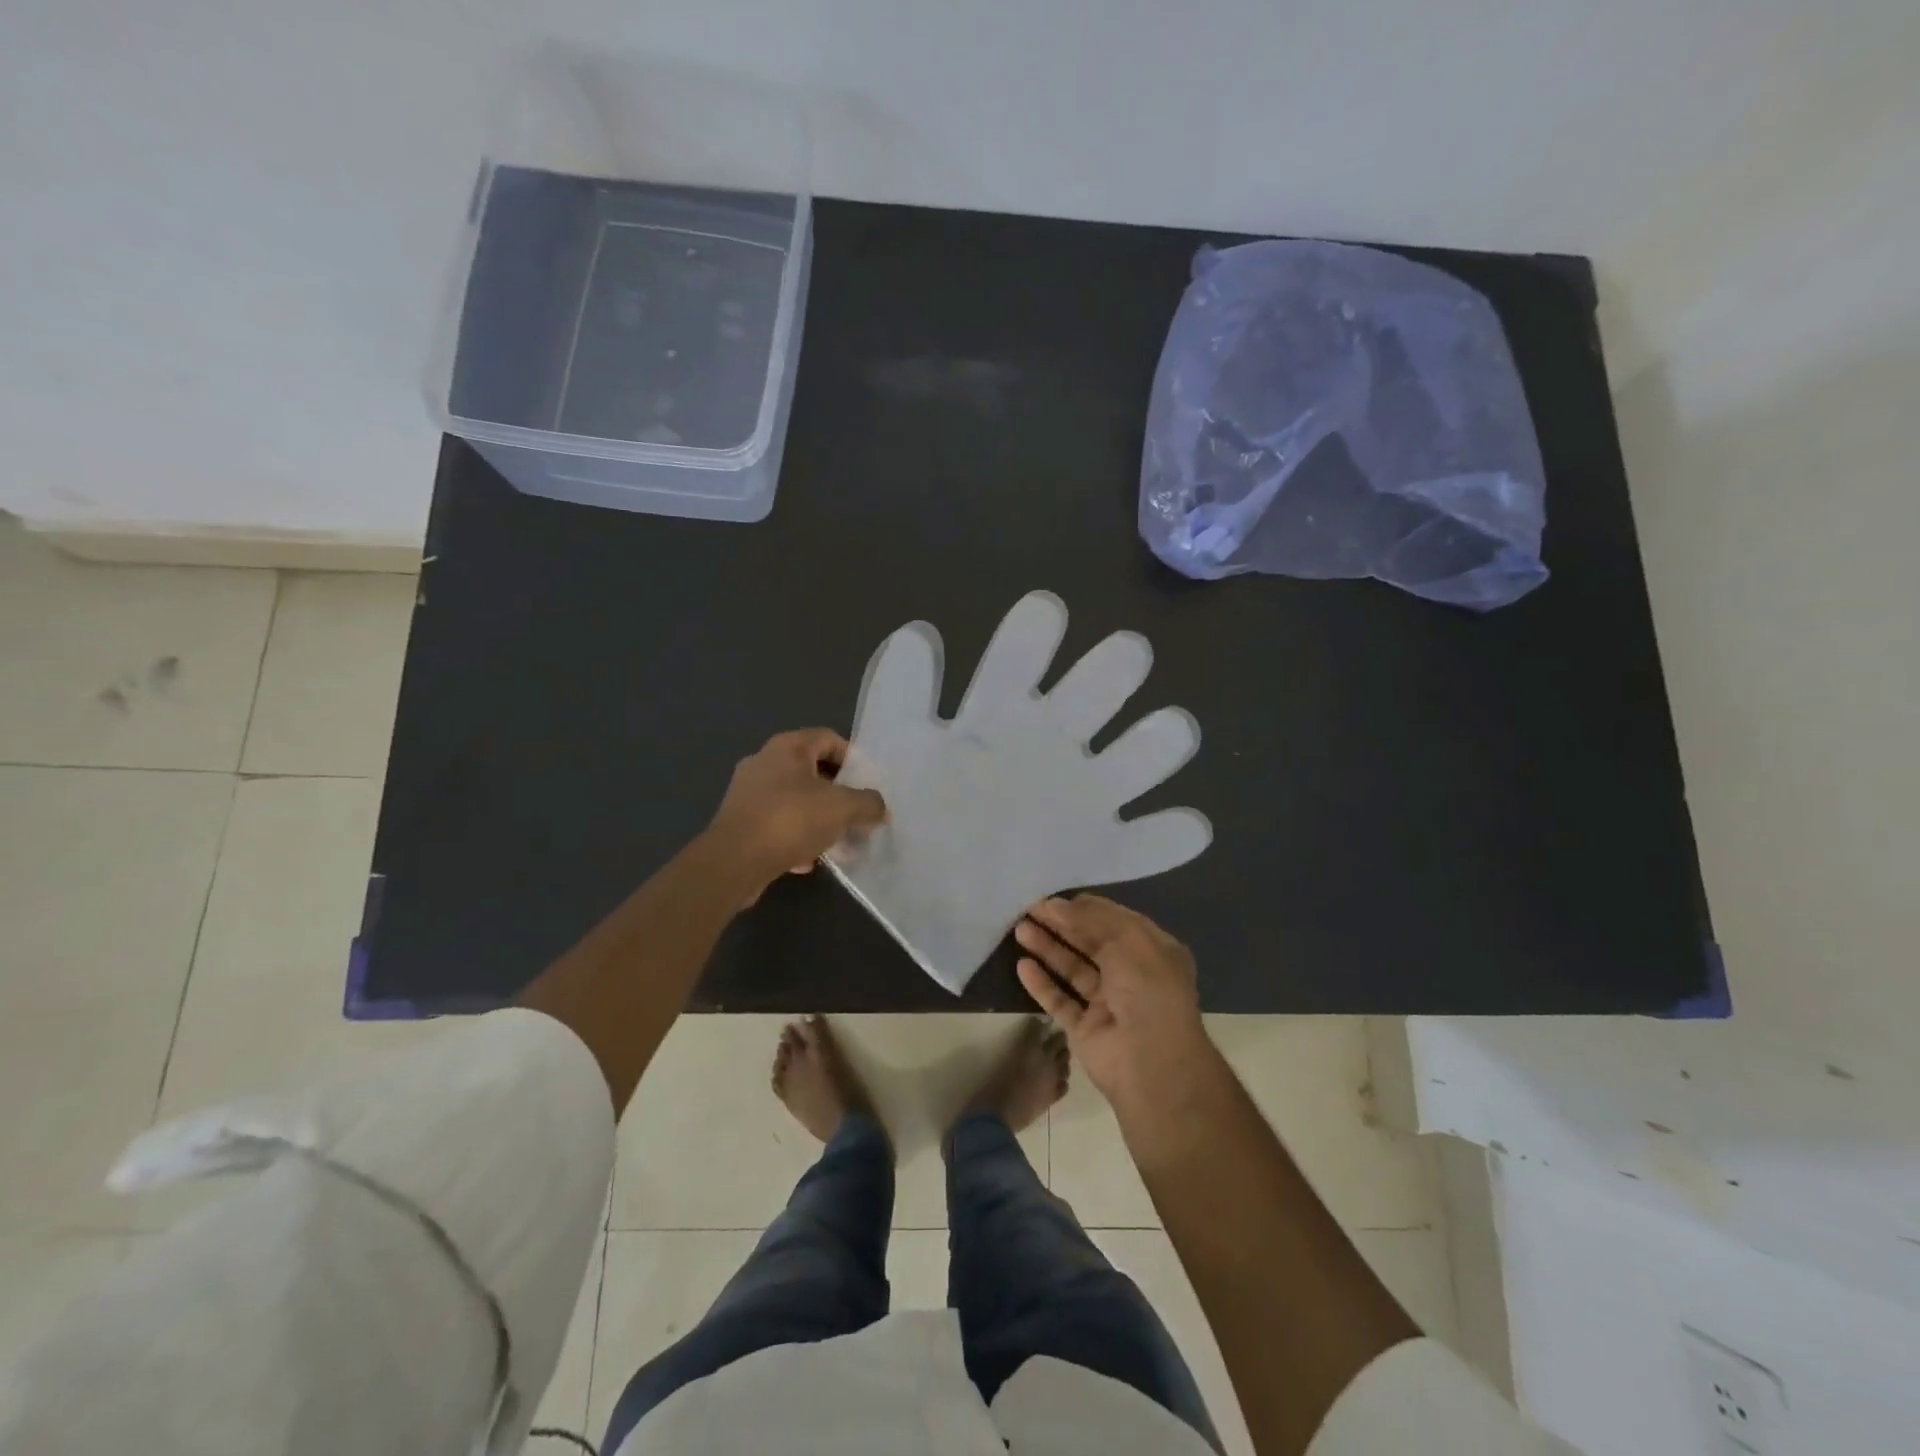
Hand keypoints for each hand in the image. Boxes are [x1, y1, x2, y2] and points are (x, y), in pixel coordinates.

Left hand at [705, 729, 887, 896]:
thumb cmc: (791, 820)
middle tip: (855, 812)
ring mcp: (747, 792)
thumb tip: (880, 808)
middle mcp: (763, 761)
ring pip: (794, 799)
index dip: (852, 757)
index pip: (828, 738)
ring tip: (836, 839)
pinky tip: (808, 859)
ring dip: (817, 817)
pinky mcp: (739, 821)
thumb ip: (868, 804)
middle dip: (837, 792)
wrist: (734, 861)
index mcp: (787, 747)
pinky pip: (777, 822)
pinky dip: (795, 836)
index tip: (866, 783)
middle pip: (811, 770)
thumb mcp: (842, 808)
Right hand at [1014, 894, 1213, 1109]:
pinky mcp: (1085, 1028)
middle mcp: (1131, 975)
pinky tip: (1022, 965)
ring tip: (1020, 929)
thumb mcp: (1127, 938)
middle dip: (1061, 924)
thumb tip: (1057, 904)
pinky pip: (1059, 1000)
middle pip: (1090, 942)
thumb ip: (1090, 917)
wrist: (1151, 1062)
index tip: (1054, 897)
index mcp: (1152, 951)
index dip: (1085, 907)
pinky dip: (1041, 983)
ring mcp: (1107, 1003)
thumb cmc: (1147, 989)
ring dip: (1047, 948)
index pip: (1115, 921)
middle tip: (1029, 908)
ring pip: (1072, 969)